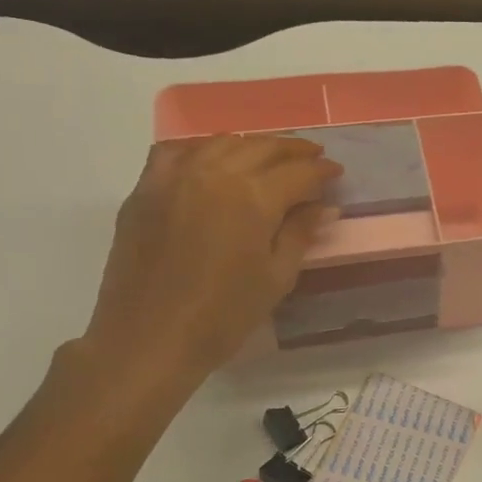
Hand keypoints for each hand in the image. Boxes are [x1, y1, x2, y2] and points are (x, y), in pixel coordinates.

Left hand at [78, 135, 341, 395]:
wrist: (150, 338)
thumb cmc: (223, 316)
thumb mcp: (276, 278)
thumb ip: (300, 234)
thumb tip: (324, 206)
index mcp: (253, 198)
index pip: (298, 172)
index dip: (322, 170)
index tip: (336, 172)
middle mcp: (215, 174)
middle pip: (262, 148)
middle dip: (292, 150)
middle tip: (312, 158)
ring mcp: (175, 177)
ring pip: (221, 143)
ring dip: (252, 145)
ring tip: (269, 157)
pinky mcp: (145, 189)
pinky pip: (177, 151)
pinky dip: (202, 148)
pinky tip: (212, 159)